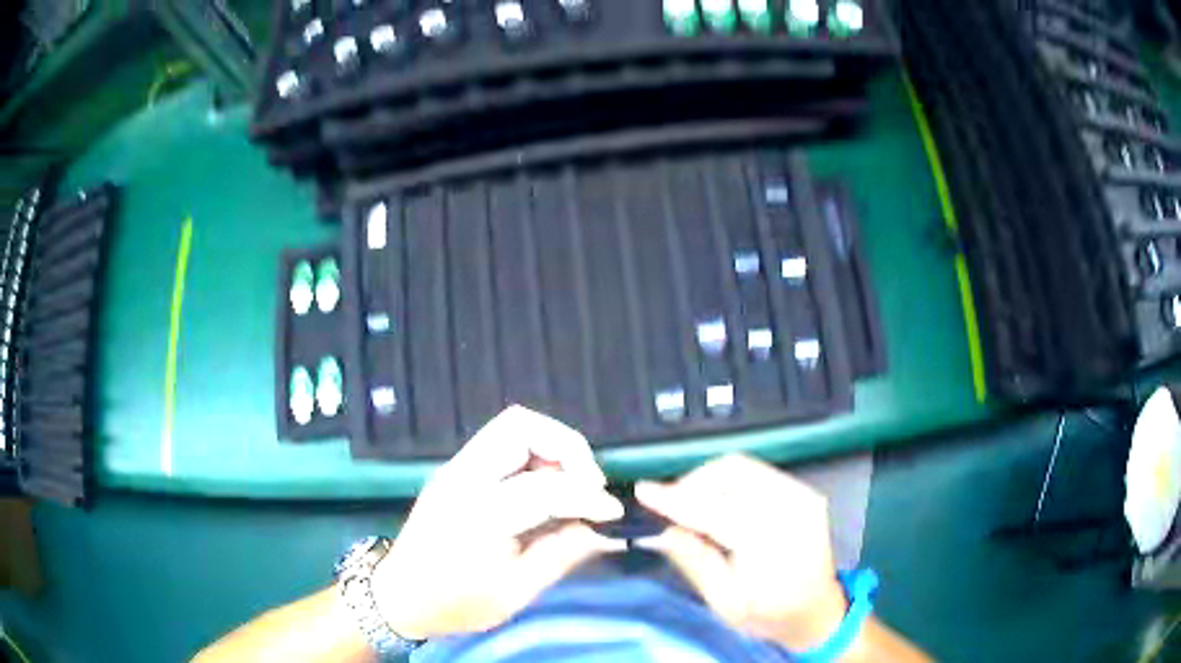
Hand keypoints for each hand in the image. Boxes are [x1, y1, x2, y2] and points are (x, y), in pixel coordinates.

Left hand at [371, 406, 624, 639]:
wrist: (398, 596)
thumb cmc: (456, 603)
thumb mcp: (515, 593)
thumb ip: (560, 554)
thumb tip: (599, 528)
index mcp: (478, 514)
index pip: (546, 486)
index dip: (588, 495)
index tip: (611, 512)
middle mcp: (463, 477)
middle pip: (522, 425)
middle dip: (569, 447)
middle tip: (589, 484)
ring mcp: (454, 468)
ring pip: (511, 426)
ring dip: (550, 446)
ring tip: (570, 483)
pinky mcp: (453, 470)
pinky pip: (500, 443)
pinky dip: (533, 453)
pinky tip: (545, 486)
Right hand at [635, 454, 846, 651]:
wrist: (817, 610)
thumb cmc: (768, 614)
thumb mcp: (724, 603)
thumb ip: (696, 562)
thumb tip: (666, 528)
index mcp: (772, 544)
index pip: (715, 510)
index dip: (676, 498)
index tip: (644, 491)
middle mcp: (792, 509)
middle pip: (732, 473)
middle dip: (692, 483)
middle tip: (670, 505)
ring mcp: (803, 495)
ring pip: (744, 466)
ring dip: (709, 478)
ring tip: (691, 504)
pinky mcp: (804, 491)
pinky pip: (758, 473)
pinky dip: (730, 481)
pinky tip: (719, 503)